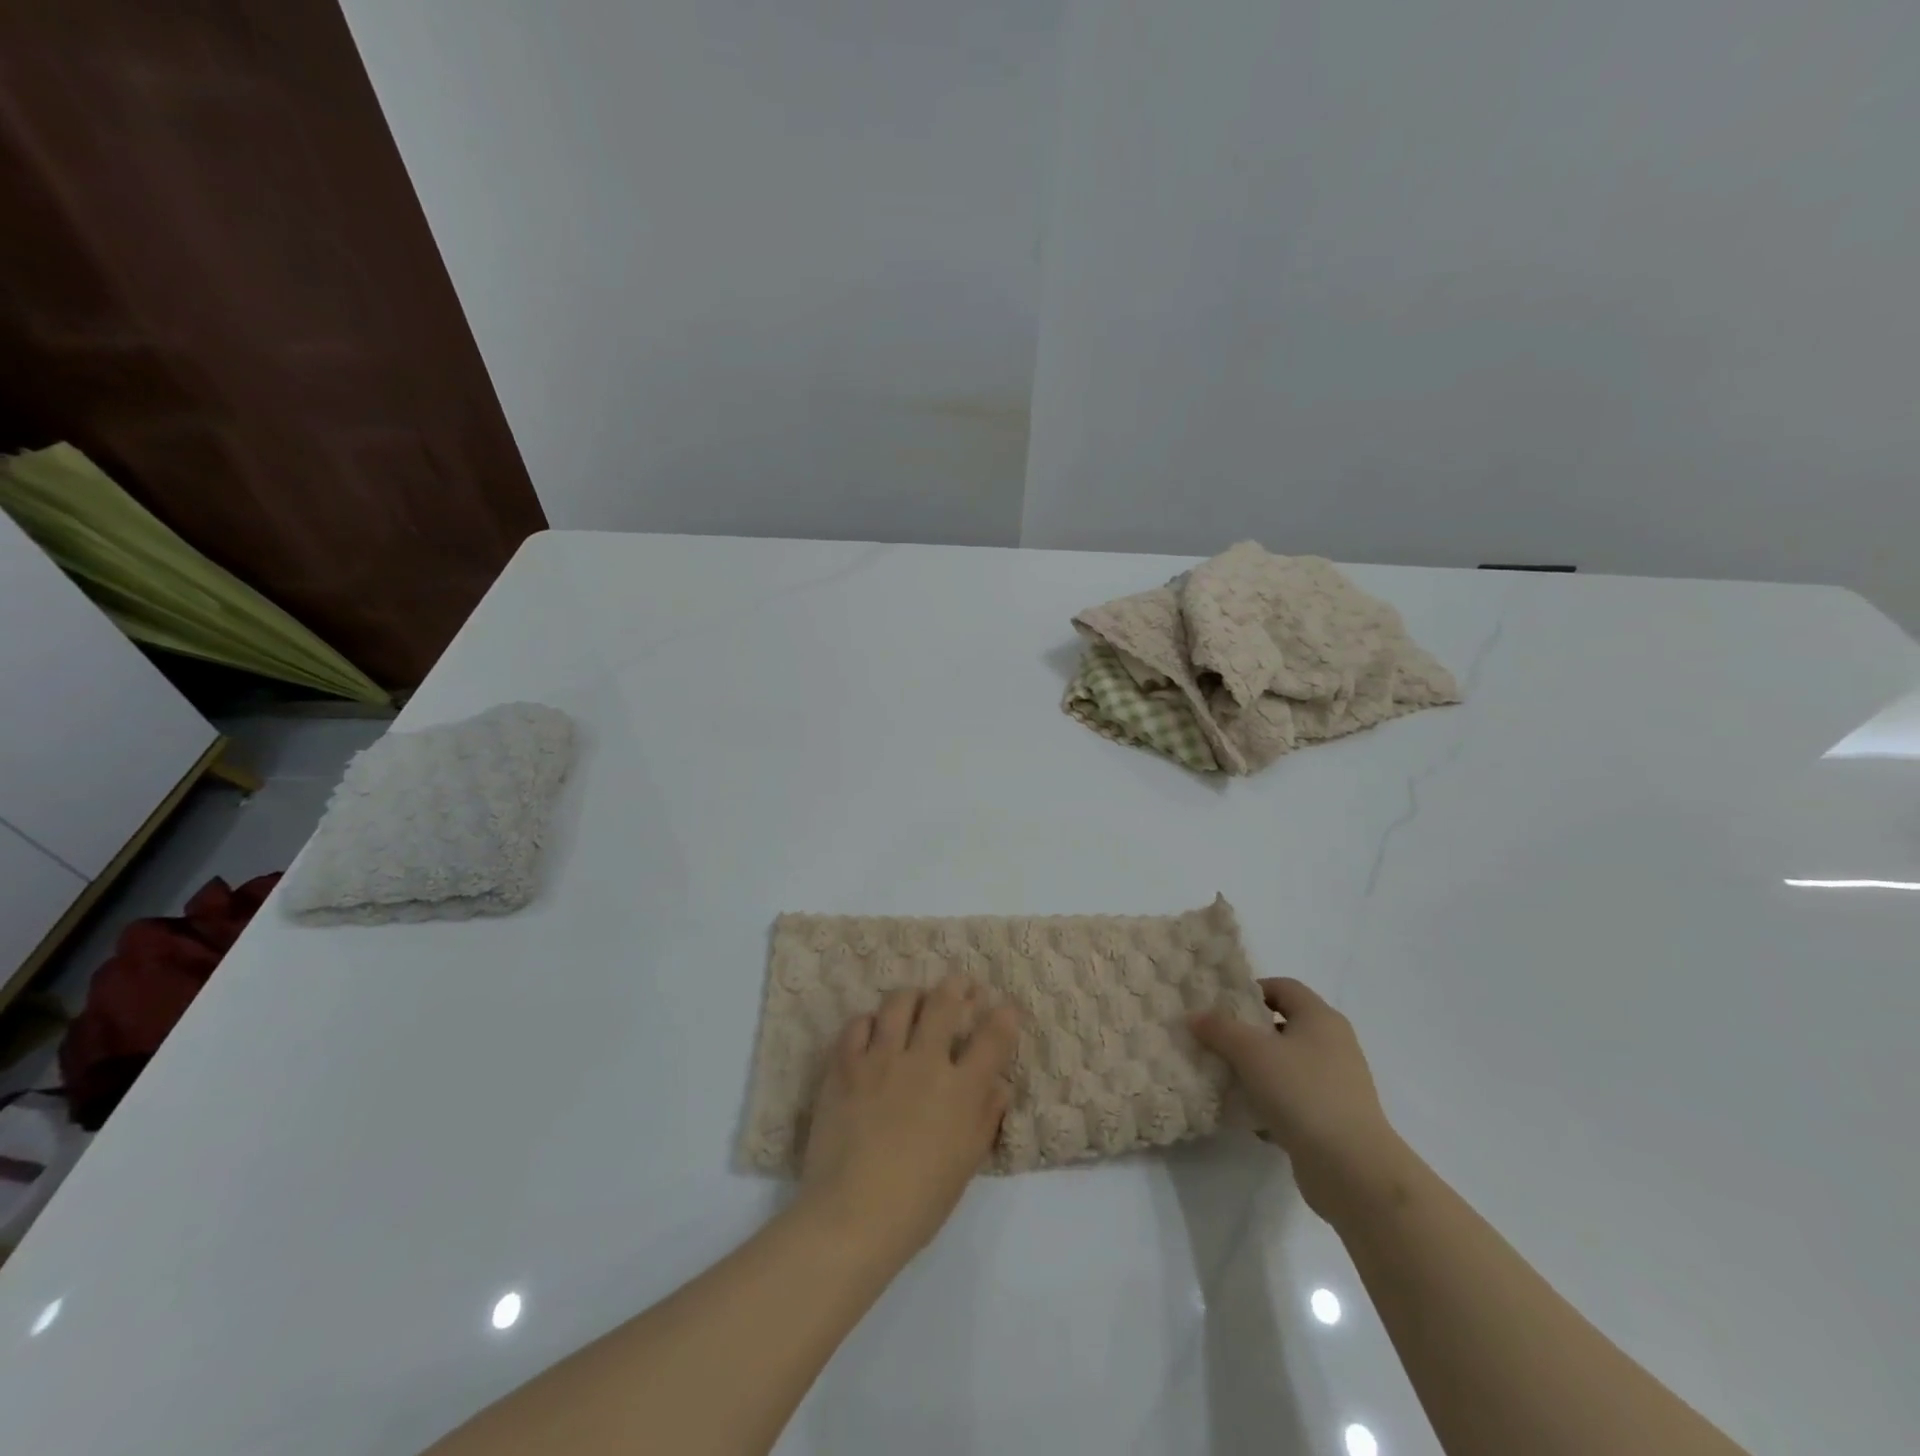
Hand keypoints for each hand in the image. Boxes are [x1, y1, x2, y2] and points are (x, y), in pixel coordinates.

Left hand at [798, 976, 1018, 1267]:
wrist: (851, 1217)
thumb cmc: (918, 1203)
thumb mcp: (966, 1165)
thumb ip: (985, 1117)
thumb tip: (998, 1084)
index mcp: (961, 1089)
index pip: (994, 1036)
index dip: (1005, 1015)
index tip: (1006, 1008)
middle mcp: (924, 1062)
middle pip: (945, 1001)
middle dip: (959, 985)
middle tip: (962, 984)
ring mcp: (881, 1059)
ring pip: (900, 1002)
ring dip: (913, 996)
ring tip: (916, 1001)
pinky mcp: (845, 1065)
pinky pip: (858, 1023)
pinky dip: (869, 1022)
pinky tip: (872, 1031)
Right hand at [1192, 977, 1409, 1221]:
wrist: (1352, 1169)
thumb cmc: (1303, 1093)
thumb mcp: (1251, 1052)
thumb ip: (1220, 1029)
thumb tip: (1195, 1015)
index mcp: (1320, 1018)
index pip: (1283, 987)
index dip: (1251, 990)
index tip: (1220, 1006)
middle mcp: (1333, 1044)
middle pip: (1283, 1024)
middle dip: (1248, 1031)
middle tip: (1215, 1039)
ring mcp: (1336, 1082)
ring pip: (1287, 1063)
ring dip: (1257, 1068)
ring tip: (1224, 1075)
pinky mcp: (1333, 1117)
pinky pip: (1294, 1096)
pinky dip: (1270, 1099)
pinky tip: (1246, 1112)